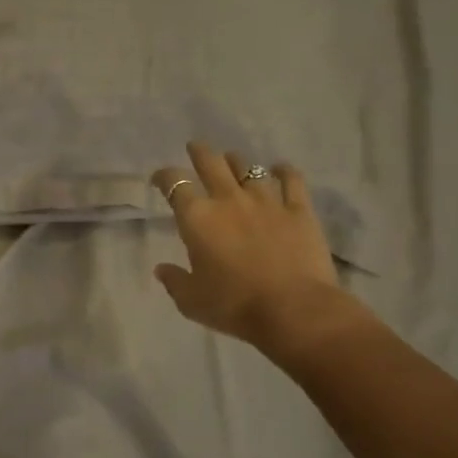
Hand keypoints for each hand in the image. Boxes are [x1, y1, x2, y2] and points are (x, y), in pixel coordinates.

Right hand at [150, 142, 374, 363]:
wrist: (293, 309)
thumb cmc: (234, 305)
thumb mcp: (192, 301)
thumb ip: (174, 281)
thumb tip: (161, 269)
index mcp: (197, 218)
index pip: (174, 184)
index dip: (163, 177)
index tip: (159, 179)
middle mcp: (229, 200)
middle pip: (211, 163)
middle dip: (200, 152)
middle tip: (195, 147)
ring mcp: (266, 201)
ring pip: (248, 168)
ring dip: (236, 161)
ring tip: (232, 160)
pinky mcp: (298, 210)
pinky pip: (291, 180)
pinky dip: (284, 172)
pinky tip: (280, 169)